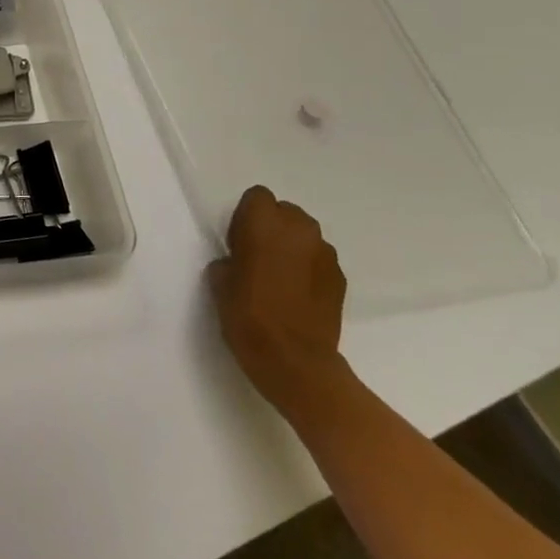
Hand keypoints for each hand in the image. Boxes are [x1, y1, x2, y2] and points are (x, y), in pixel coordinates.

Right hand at [208, 185, 347, 412]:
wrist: (295, 361)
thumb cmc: (248, 315)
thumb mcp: (219, 282)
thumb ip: (230, 258)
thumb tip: (240, 260)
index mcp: (264, 224)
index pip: (258, 197)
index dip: (246, 215)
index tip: (238, 240)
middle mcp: (299, 230)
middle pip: (286, 212)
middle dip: (272, 227)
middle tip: (257, 255)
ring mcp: (325, 254)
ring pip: (305, 235)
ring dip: (292, 246)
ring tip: (279, 276)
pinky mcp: (340, 278)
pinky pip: (319, 259)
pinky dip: (308, 268)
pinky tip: (297, 293)